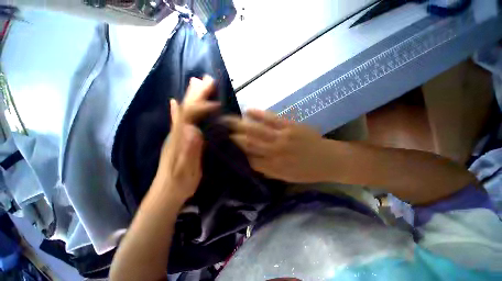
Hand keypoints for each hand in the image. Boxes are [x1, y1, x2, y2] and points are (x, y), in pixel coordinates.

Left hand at [154, 76, 219, 202]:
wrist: (165, 193)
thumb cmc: (179, 184)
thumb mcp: (187, 171)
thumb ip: (189, 151)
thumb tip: (194, 130)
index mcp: (179, 139)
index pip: (189, 116)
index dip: (202, 106)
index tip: (216, 102)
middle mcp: (176, 133)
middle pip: (186, 108)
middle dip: (197, 93)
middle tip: (207, 80)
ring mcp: (176, 135)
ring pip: (183, 110)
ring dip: (190, 96)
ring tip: (196, 82)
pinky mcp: (178, 139)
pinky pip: (178, 120)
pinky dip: (179, 108)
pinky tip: (176, 101)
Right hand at [224, 109, 329, 182]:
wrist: (329, 161)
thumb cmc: (307, 171)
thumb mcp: (286, 177)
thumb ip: (268, 170)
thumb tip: (251, 163)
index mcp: (273, 167)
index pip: (248, 159)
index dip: (235, 152)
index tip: (224, 146)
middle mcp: (274, 152)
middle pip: (249, 144)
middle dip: (233, 136)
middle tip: (219, 129)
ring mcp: (282, 138)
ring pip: (257, 131)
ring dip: (241, 125)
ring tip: (227, 119)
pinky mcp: (291, 126)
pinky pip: (272, 119)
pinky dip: (259, 115)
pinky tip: (248, 111)